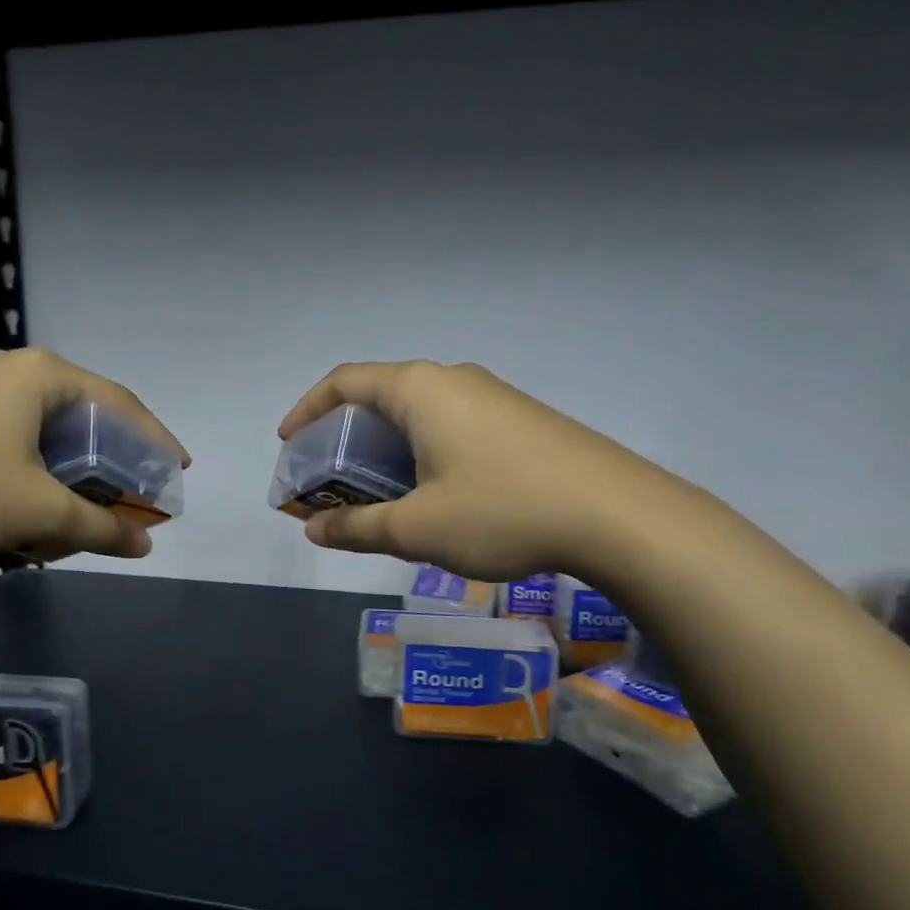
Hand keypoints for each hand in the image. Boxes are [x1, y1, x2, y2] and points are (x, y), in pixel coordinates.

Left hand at [0, 347, 189, 559]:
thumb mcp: (38, 511)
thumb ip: (98, 527)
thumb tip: (142, 545)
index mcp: (43, 376)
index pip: (120, 404)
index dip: (155, 439)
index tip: (178, 469)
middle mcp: (12, 370)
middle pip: (83, 415)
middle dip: (110, 460)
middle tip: (130, 493)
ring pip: (44, 430)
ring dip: (69, 471)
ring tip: (79, 507)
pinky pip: (11, 438)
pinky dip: (33, 470)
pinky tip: (26, 503)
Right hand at [278, 360, 679, 582]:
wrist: (619, 515)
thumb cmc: (502, 511)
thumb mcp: (418, 528)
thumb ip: (357, 528)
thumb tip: (314, 529)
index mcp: (420, 389)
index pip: (345, 382)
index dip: (308, 409)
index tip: (290, 442)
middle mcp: (453, 380)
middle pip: (381, 396)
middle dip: (347, 436)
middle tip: (332, 478)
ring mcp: (493, 396)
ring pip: (420, 413)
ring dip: (388, 448)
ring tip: (380, 492)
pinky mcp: (522, 419)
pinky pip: (453, 425)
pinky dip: (424, 451)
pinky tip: (437, 493)